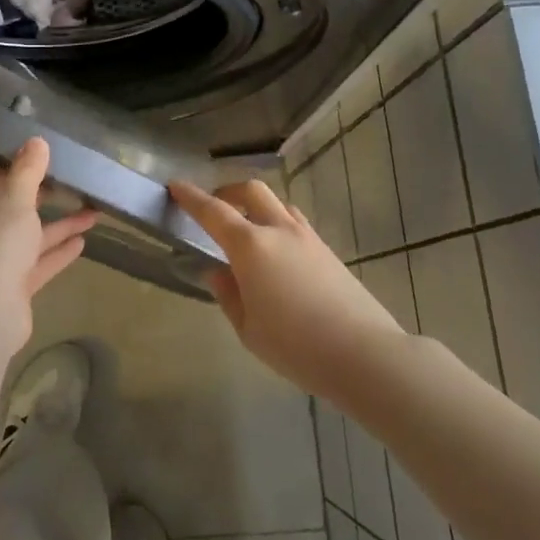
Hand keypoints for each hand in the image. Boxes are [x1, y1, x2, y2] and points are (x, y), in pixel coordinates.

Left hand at [0, 138, 99, 337]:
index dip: (21, 168)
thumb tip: (37, 140)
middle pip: (14, 207)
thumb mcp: (16, 196)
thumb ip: (29, 170)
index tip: (49, 161)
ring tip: (94, 213)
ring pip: (30, 235)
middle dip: (44, 198)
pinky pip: (37, 261)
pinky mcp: (11, 284)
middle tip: (74, 185)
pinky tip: (83, 241)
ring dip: (59, 225)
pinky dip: (57, 251)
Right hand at [169, 178, 403, 397]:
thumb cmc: (295, 346)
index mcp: (251, 246)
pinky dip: (277, 223)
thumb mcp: (248, 328)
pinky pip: (294, 222)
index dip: (191, 197)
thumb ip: (228, 294)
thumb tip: (217, 271)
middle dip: (228, 192)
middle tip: (214, 207)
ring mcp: (308, 237)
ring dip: (256, 206)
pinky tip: (276, 252)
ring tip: (246, 230)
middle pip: (251, 191)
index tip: (175, 186)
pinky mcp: (327, 251)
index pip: (213, 212)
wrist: (364, 353)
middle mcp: (279, 230)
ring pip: (277, 204)